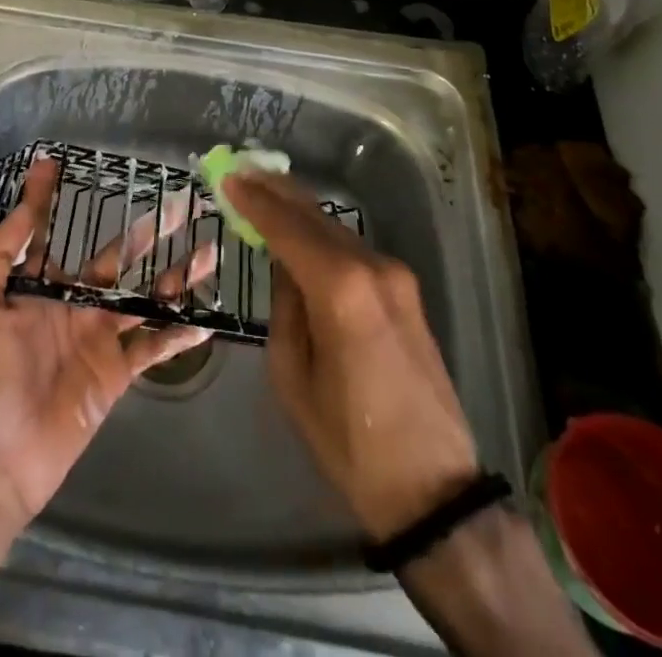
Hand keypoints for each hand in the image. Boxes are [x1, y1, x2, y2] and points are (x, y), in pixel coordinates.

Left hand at [0, 152, 217, 527]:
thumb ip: (0, 254)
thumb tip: (24, 205)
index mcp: (38, 287)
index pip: (49, 232)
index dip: (49, 197)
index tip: (57, 161)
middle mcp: (72, 304)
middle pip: (116, 258)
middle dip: (147, 231)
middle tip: (179, 203)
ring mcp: (97, 337)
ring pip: (143, 296)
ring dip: (175, 276)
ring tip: (208, 251)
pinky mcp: (114, 373)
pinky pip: (151, 347)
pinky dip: (177, 334)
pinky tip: (205, 318)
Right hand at [224, 171, 479, 542]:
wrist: (434, 489)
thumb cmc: (348, 440)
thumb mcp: (293, 375)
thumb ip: (285, 307)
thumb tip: (284, 266)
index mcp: (339, 289)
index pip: (287, 227)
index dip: (254, 200)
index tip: (227, 177)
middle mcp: (372, 267)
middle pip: (314, 215)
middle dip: (276, 190)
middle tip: (241, 171)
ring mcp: (395, 276)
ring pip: (335, 228)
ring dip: (298, 209)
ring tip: (263, 191)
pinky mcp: (407, 290)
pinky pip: (352, 249)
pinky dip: (321, 233)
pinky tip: (300, 230)